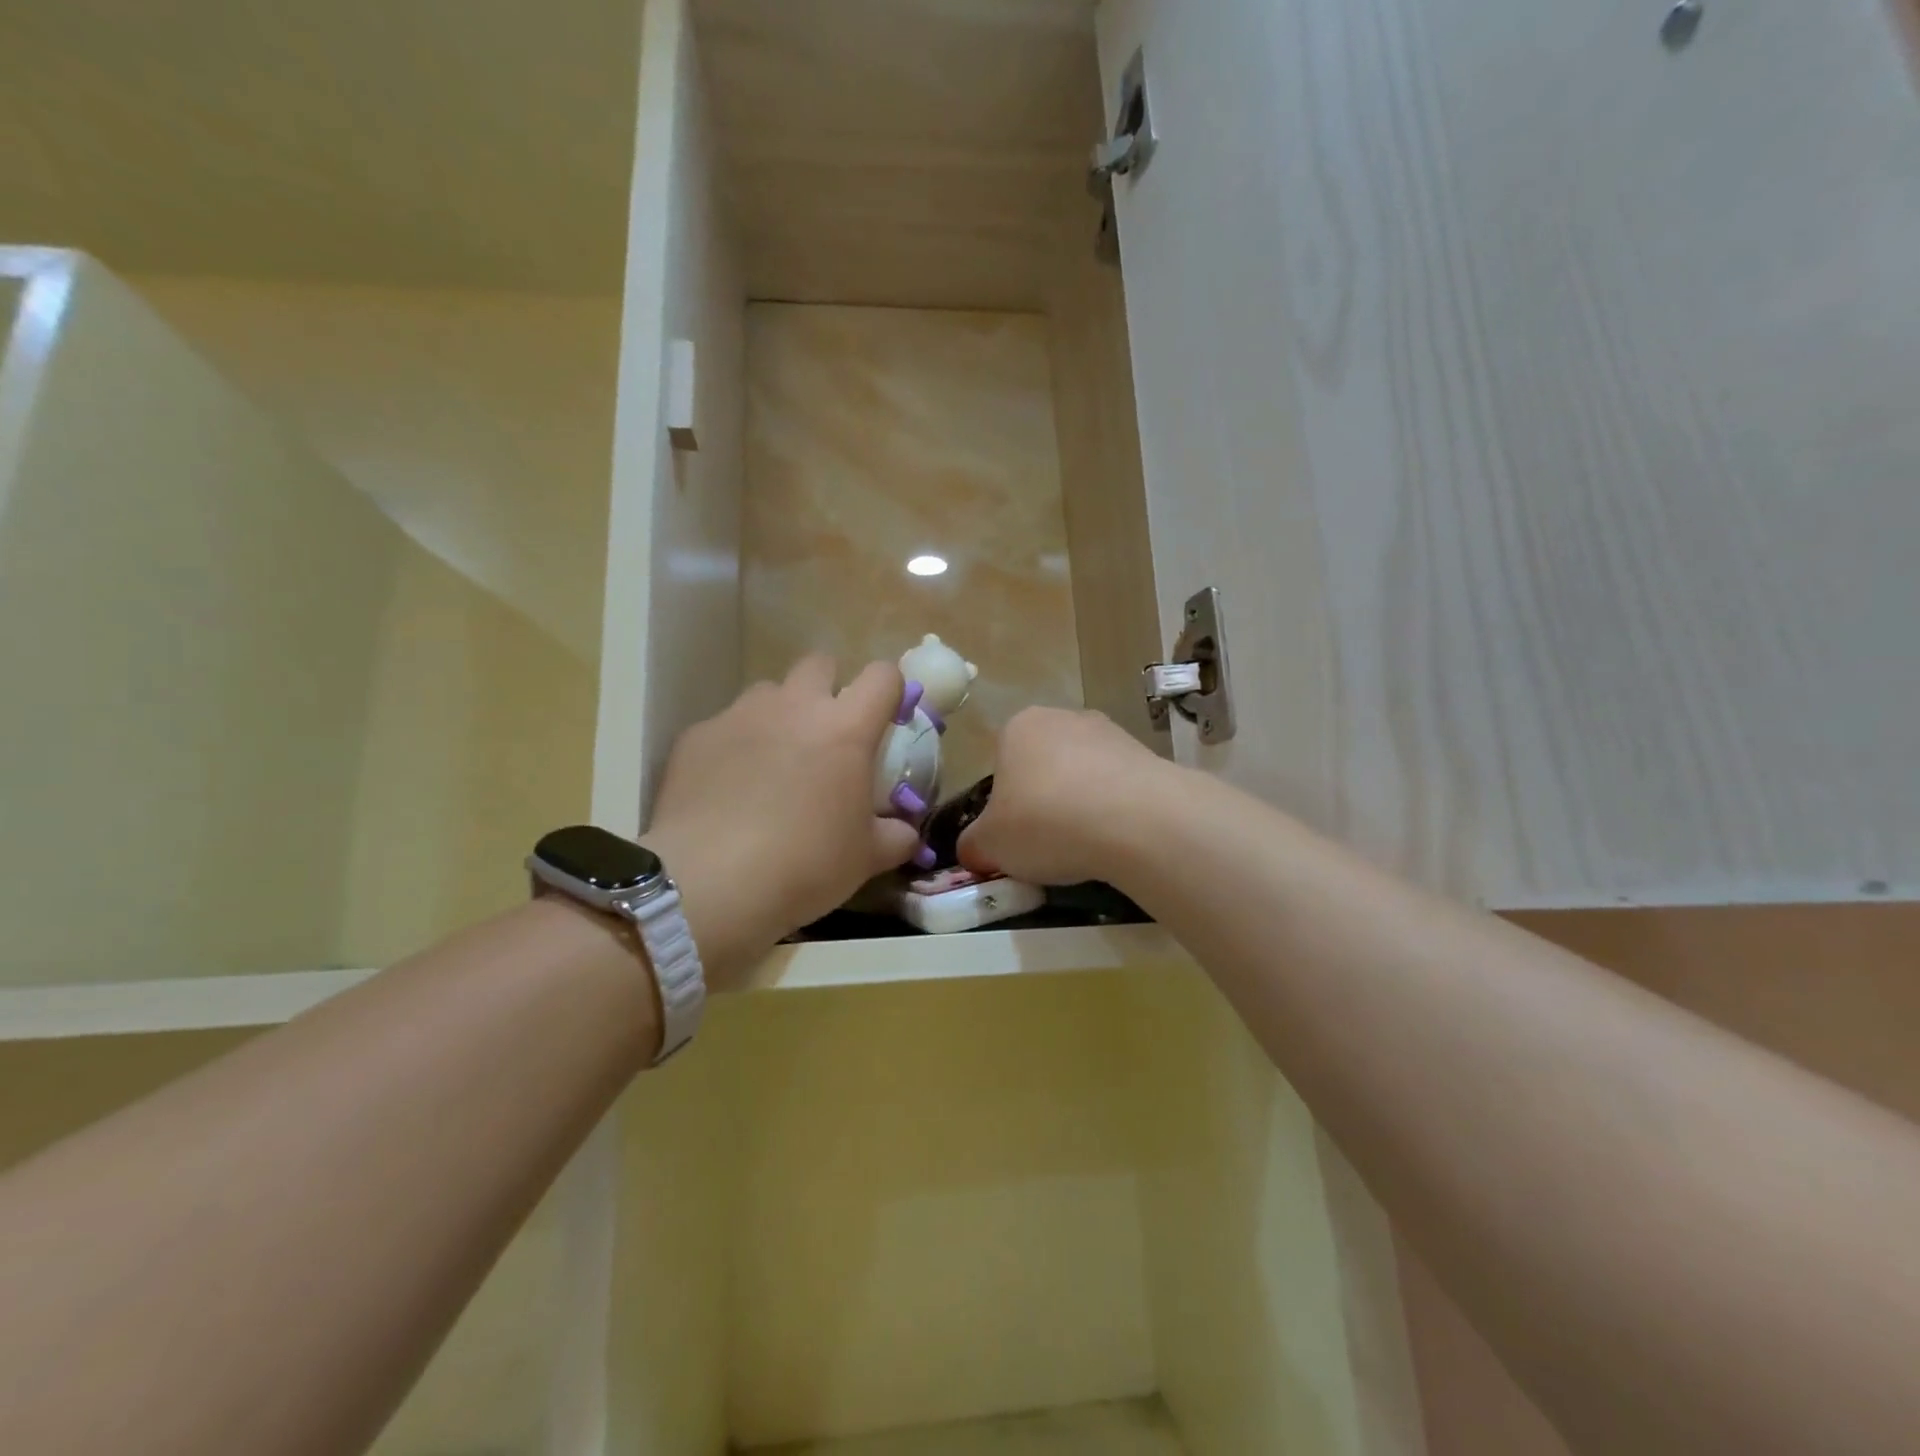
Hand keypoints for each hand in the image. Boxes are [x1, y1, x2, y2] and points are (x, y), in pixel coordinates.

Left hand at [644, 656, 921, 982]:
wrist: (710, 883)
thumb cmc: (806, 865)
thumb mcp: (867, 858)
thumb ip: (895, 835)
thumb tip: (905, 831)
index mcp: (846, 729)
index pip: (882, 676)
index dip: (889, 690)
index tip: (886, 719)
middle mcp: (794, 707)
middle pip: (819, 664)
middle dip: (828, 688)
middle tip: (826, 735)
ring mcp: (740, 716)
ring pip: (768, 692)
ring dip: (780, 715)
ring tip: (772, 762)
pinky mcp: (697, 736)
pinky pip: (725, 726)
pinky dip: (734, 747)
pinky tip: (727, 789)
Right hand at [959, 707, 1172, 886]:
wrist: (1136, 820)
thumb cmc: (1045, 821)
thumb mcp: (990, 845)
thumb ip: (974, 845)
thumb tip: (973, 850)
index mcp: (1018, 727)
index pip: (1000, 765)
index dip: (1004, 805)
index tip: (1013, 836)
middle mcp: (1063, 717)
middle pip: (1043, 765)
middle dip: (1043, 801)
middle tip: (1046, 844)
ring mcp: (1110, 732)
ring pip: (1083, 775)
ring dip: (1081, 804)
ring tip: (1086, 847)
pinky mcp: (1147, 754)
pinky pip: (1118, 787)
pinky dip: (1114, 810)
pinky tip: (1117, 839)